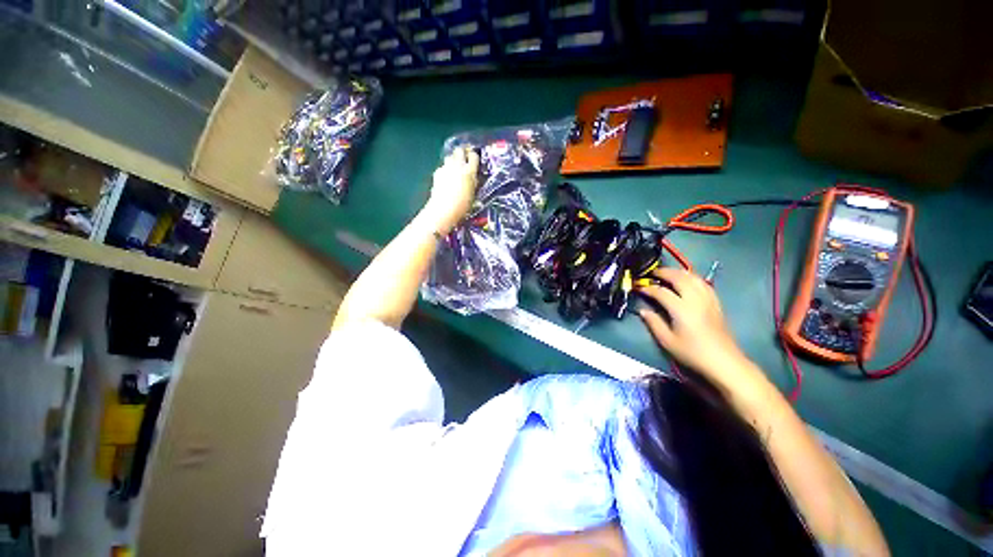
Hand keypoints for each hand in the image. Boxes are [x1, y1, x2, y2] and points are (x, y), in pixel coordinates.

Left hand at [422, 146, 479, 232]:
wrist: (444, 209)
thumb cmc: (463, 205)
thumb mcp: (473, 193)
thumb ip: (473, 182)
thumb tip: (473, 178)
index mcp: (470, 171)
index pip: (473, 156)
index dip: (473, 157)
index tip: (474, 159)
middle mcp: (458, 166)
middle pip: (459, 150)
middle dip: (461, 153)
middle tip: (464, 159)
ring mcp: (446, 168)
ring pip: (450, 157)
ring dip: (453, 160)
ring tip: (454, 169)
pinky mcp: (437, 173)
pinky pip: (443, 167)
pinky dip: (445, 171)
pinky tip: (445, 180)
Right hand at [636, 267, 747, 377]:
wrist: (723, 361)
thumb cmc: (693, 352)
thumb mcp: (667, 341)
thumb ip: (653, 323)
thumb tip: (643, 310)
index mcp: (681, 309)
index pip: (661, 291)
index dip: (648, 288)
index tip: (639, 288)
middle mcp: (695, 299)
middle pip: (679, 278)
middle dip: (664, 272)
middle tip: (652, 273)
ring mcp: (707, 299)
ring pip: (693, 277)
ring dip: (678, 272)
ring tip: (668, 273)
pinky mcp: (715, 302)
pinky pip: (703, 283)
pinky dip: (692, 277)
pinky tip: (687, 280)